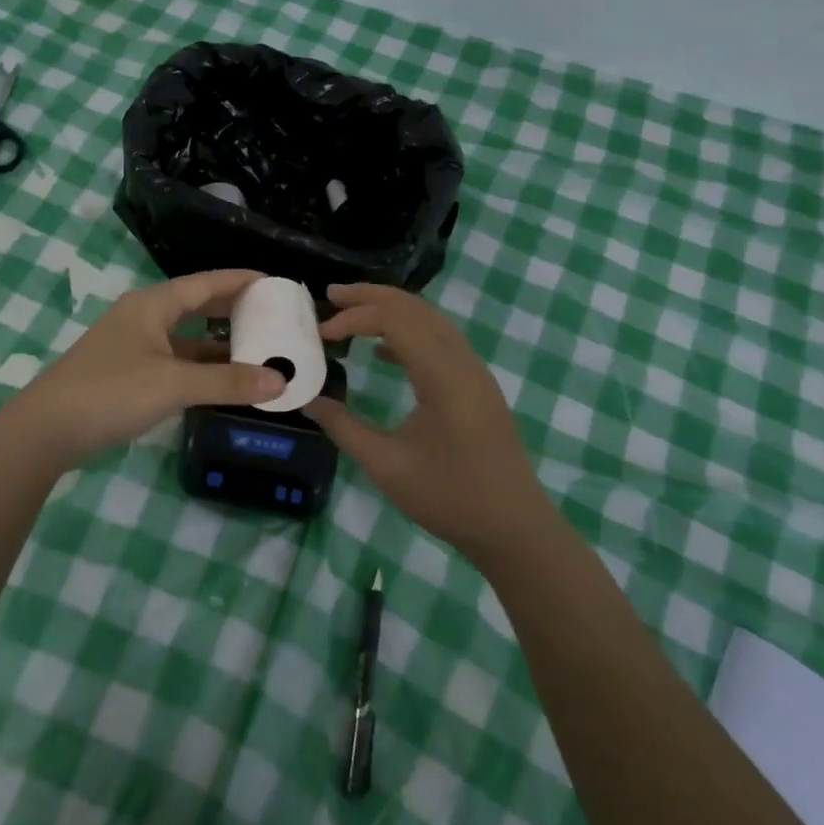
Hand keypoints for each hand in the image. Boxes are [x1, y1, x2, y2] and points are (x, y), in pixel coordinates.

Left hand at [6, 269, 285, 466]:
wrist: (48, 429)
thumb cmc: (112, 392)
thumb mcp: (174, 384)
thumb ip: (228, 382)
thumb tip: (280, 380)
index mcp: (152, 305)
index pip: (205, 282)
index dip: (241, 280)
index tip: (276, 282)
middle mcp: (143, 317)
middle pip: (196, 305)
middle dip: (233, 309)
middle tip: (274, 314)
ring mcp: (133, 346)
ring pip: (185, 337)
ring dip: (218, 343)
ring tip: (258, 348)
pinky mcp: (127, 373)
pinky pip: (174, 361)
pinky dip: (200, 367)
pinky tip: (222, 380)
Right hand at [306, 284, 549, 564]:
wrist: (514, 528)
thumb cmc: (450, 498)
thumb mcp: (386, 466)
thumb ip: (344, 428)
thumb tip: (309, 402)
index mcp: (444, 377)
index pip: (396, 320)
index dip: (355, 317)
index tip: (321, 333)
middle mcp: (463, 363)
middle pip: (416, 308)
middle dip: (371, 297)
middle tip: (330, 296)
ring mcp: (474, 373)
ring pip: (430, 320)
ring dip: (390, 310)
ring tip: (350, 314)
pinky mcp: (476, 386)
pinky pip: (440, 341)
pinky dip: (408, 333)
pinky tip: (383, 351)